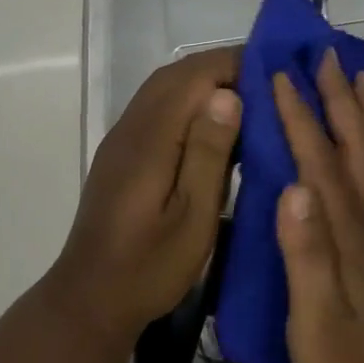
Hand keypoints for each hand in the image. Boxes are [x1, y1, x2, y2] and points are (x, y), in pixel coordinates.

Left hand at [48, 47, 241, 344]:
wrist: (90, 298)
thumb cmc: (150, 266)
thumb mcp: (193, 217)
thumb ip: (209, 154)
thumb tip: (227, 95)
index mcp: (150, 139)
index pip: (193, 77)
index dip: (232, 64)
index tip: (272, 70)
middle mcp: (130, 127)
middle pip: (175, 75)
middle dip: (220, 66)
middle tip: (265, 80)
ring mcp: (121, 139)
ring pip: (163, 88)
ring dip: (202, 81)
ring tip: (246, 96)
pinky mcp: (120, 154)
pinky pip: (156, 107)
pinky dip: (186, 100)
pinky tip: (211, 124)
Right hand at [273, 50, 363, 362]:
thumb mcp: (316, 320)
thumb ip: (307, 254)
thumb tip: (292, 188)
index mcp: (348, 231)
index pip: (318, 160)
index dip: (299, 114)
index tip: (280, 74)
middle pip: (355, 144)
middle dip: (338, 95)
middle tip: (325, 53)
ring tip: (356, 75)